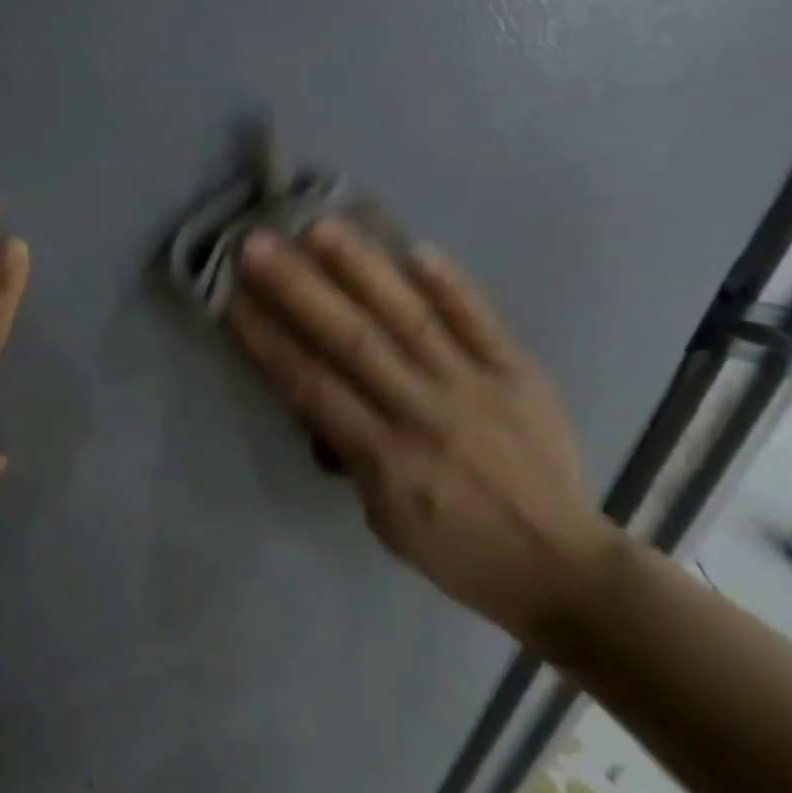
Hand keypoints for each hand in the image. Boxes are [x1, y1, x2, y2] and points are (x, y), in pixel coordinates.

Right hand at [226, 218, 613, 650]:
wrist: (560, 566)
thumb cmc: (455, 550)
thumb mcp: (383, 519)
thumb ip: (351, 453)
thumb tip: (322, 397)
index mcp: (384, 458)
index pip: (312, 386)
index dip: (268, 340)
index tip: (231, 298)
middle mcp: (424, 411)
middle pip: (351, 340)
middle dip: (298, 288)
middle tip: (257, 243)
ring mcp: (476, 386)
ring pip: (410, 318)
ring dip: (363, 269)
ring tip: (322, 226)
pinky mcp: (520, 373)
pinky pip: (482, 321)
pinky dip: (452, 285)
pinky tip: (418, 248)